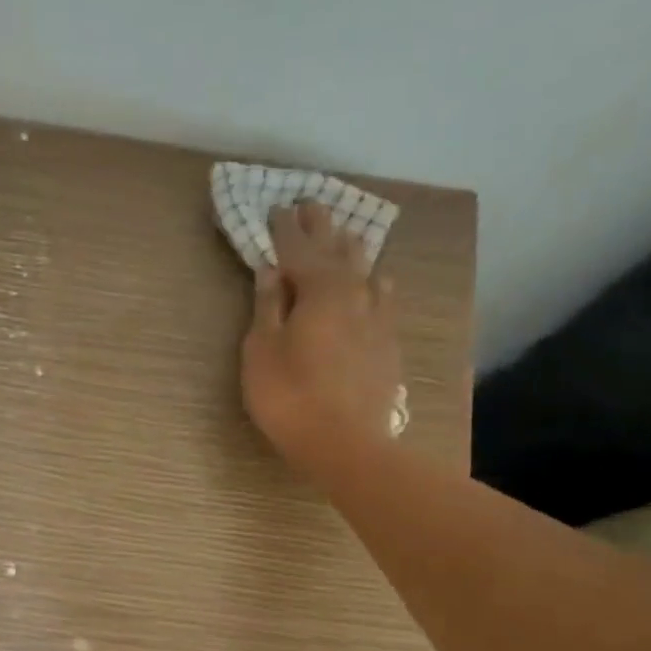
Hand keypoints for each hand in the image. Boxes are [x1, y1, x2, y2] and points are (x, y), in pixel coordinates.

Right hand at [241, 201, 403, 476]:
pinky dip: (373, 283)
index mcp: (318, 288)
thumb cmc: (290, 398)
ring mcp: (377, 317)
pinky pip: (382, 298)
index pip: (296, 247)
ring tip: (343, 236)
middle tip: (309, 205)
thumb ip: (266, 307)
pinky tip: (377, 283)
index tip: (275, 207)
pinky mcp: (389, 343)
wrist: (347, 445)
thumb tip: (270, 270)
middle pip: (336, 248)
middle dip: (319, 226)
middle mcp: (353, 292)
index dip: (283, 228)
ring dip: (350, 249)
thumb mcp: (261, 352)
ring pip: (365, 269)